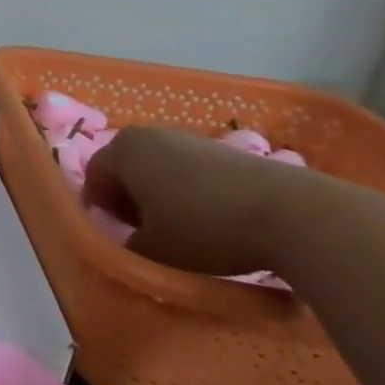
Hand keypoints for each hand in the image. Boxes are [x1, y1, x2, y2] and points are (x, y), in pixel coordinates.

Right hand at [82, 125, 338, 278]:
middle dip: (128, 201)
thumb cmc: (204, 227)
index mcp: (124, 149)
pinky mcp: (224, 150)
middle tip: (143, 235)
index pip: (93, 177)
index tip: (115, 237)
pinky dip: (188, 193)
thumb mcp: (153, 250)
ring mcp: (190, 138)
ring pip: (159, 170)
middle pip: (126, 169)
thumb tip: (132, 242)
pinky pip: (190, 172)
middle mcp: (151, 134)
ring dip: (159, 197)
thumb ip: (128, 245)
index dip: (99, 210)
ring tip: (179, 232)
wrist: (291, 214)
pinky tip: (210, 221)